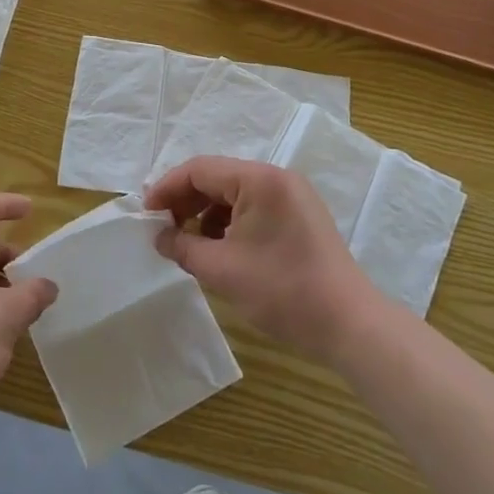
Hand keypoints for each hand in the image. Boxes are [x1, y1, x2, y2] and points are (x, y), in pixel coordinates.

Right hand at [146, 158, 385, 365]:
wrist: (348, 323)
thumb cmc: (281, 290)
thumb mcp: (221, 269)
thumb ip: (182, 246)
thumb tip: (159, 236)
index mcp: (259, 179)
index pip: (200, 169)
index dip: (167, 188)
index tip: (145, 214)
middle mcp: (277, 178)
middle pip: (218, 178)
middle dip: (185, 202)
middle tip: (161, 229)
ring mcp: (293, 196)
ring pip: (235, 194)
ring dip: (206, 214)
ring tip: (188, 243)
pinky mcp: (300, 216)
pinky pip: (254, 208)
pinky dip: (230, 223)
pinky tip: (218, 249)